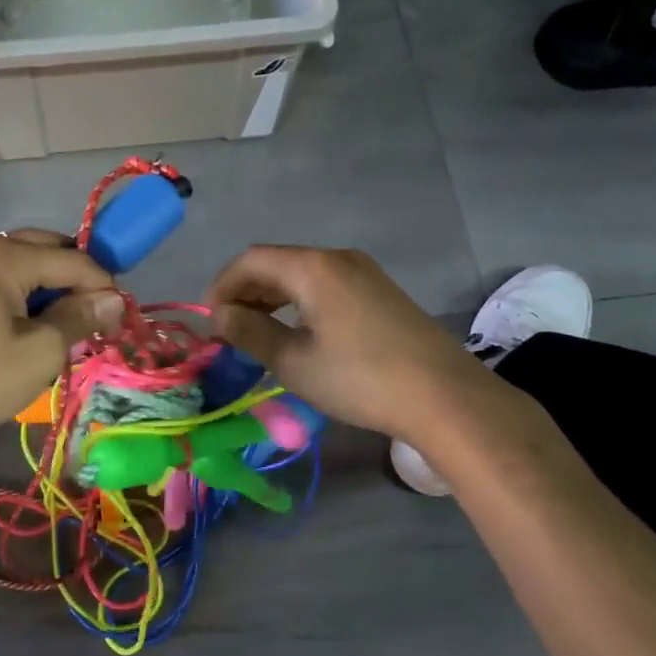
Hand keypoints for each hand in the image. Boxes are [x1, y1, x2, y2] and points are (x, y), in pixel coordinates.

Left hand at [0, 231, 122, 453]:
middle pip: (42, 250)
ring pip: (15, 266)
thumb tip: (113, 299)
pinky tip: (16, 330)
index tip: (119, 316)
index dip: (103, 285)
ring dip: (43, 289)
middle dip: (73, 280)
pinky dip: (14, 297)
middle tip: (90, 318)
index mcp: (1, 255)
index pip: (71, 259)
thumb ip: (79, 319)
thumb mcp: (37, 354)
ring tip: (56, 328)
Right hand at [205, 246, 487, 439]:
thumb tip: (220, 316)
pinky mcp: (380, 291)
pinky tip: (297, 331)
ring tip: (257, 332)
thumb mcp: (295, 362)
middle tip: (230, 329)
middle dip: (246, 291)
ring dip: (272, 297)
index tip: (211, 321)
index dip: (223, 285)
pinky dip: (299, 301)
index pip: (251, 260)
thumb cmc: (360, 379)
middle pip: (276, 263)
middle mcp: (337, 258)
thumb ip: (251, 333)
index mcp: (313, 267)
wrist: (444, 397)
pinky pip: (325, 284)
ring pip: (301, 273)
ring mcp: (363, 272)